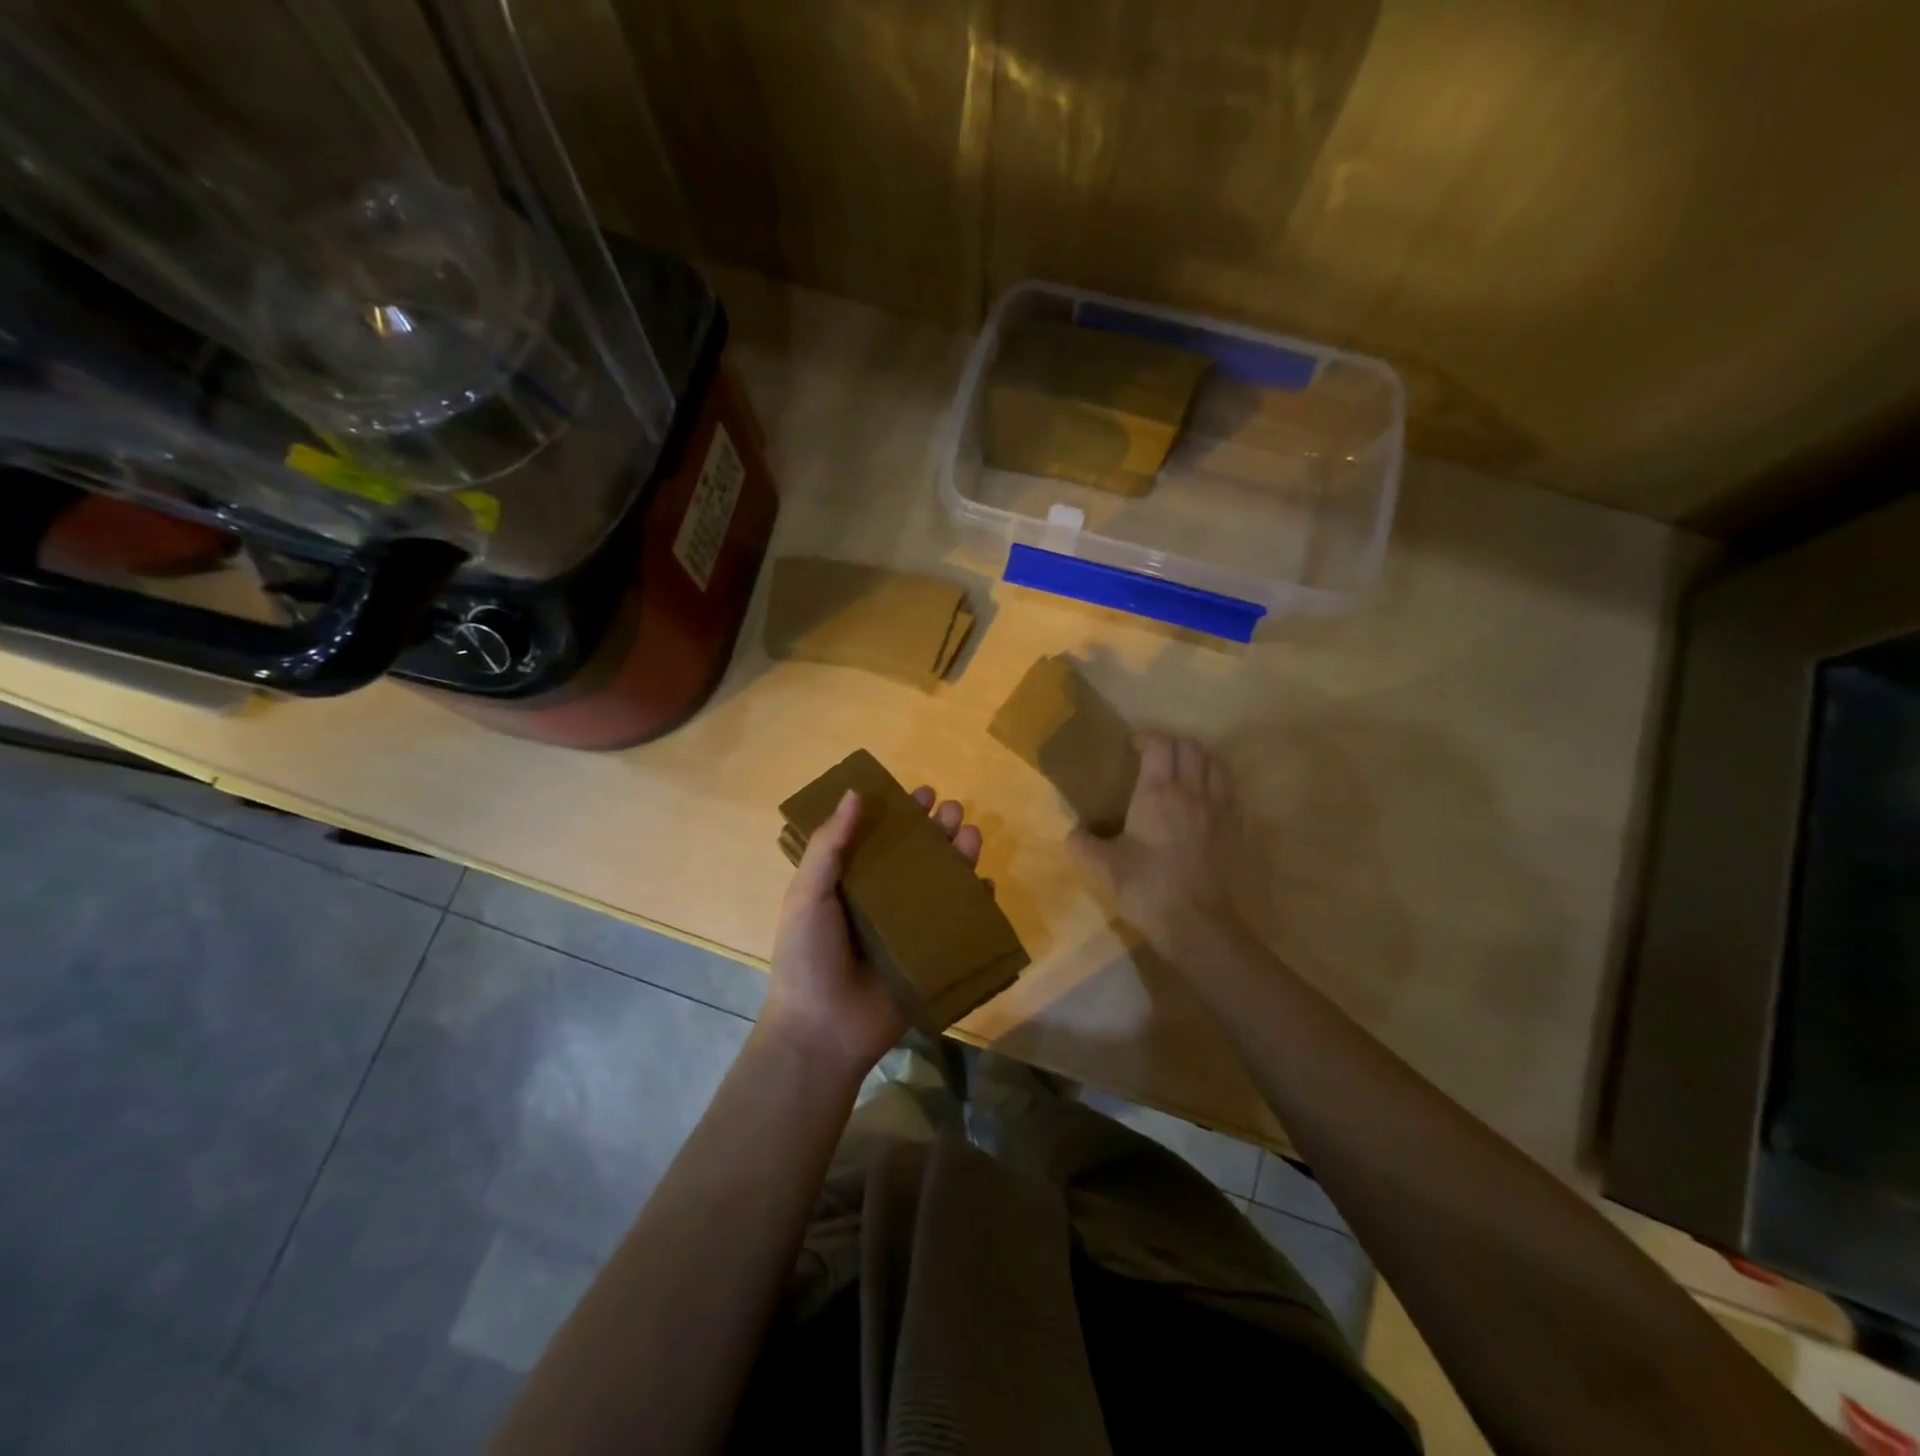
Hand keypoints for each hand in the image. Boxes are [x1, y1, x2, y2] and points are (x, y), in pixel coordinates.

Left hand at [764, 785, 985, 1079]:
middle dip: (936, 830)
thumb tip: (855, 793)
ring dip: (959, 857)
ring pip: (942, 884)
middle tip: (950, 810)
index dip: (901, 813)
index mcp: (851, 883)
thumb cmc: (808, 956)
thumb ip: (829, 845)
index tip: (921, 791)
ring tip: (970, 835)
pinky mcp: (931, 956)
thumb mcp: (807, 894)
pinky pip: (959, 924)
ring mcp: (910, 929)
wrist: (822, 1030)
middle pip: (917, 856)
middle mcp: (883, 900)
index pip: (881, 838)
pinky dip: (976, 904)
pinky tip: (985, 884)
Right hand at [1070, 733, 1247, 946]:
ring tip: (1185, 769)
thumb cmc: (1148, 889)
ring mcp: (1219, 809)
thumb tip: (1070, 833)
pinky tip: (1207, 797)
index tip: (1133, 745)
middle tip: (1156, 755)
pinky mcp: (1236, 829)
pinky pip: (1231, 790)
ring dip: (1200, 757)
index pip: (1159, 745)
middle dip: (1173, 743)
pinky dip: (1218, 782)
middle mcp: (1192, 792)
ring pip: (1216, 763)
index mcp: (1158, 793)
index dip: (1146, 738)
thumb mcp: (1107, 867)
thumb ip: (1085, 845)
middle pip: (1191, 747)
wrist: (1198, 925)